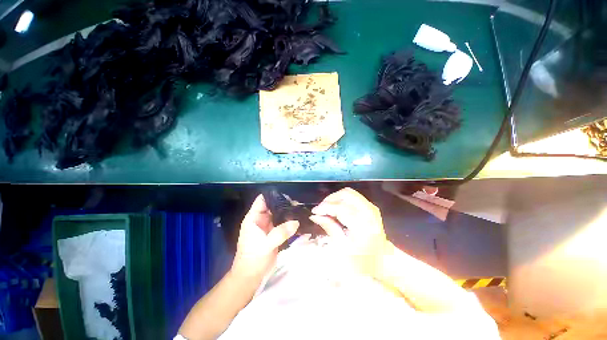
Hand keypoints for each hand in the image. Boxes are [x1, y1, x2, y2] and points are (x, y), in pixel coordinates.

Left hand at [231, 194, 299, 283]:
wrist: (251, 276)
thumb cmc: (253, 258)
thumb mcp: (266, 244)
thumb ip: (281, 232)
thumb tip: (296, 221)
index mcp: (254, 218)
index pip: (262, 200)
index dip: (272, 194)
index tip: (286, 191)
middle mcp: (261, 219)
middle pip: (272, 206)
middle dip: (283, 202)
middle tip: (298, 200)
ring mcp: (268, 226)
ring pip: (278, 214)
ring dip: (287, 211)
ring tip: (300, 207)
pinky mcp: (274, 233)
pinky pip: (282, 223)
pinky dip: (289, 221)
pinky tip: (298, 218)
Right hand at [310, 187, 388, 277]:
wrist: (381, 260)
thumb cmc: (361, 259)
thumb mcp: (342, 246)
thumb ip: (328, 226)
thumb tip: (314, 215)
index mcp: (363, 224)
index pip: (340, 208)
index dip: (325, 207)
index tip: (314, 211)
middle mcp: (369, 212)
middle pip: (346, 194)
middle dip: (330, 199)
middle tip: (321, 209)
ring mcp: (371, 207)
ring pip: (349, 193)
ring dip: (336, 198)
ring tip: (327, 208)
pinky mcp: (370, 207)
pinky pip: (353, 197)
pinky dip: (342, 199)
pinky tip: (336, 209)